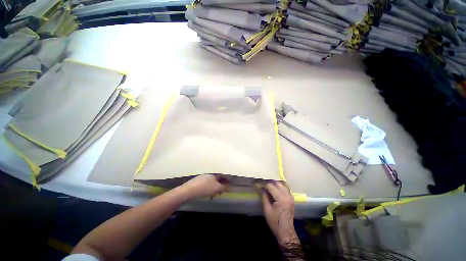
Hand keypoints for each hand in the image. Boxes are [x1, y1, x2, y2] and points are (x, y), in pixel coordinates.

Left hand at [181, 174, 229, 198]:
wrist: (189, 190)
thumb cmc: (205, 188)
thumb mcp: (217, 188)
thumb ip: (224, 187)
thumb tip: (229, 186)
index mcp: (214, 174)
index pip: (222, 176)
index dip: (226, 181)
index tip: (228, 186)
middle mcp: (208, 175)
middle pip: (216, 179)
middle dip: (219, 185)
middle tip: (220, 192)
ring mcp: (202, 178)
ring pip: (211, 183)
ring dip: (214, 188)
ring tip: (213, 195)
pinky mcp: (196, 182)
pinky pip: (205, 185)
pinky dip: (208, 189)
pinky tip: (206, 195)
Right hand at [261, 182, 299, 245]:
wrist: (286, 231)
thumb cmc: (275, 221)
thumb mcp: (267, 209)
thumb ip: (264, 196)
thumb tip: (261, 188)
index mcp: (281, 198)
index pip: (271, 186)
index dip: (264, 184)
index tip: (258, 184)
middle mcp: (287, 195)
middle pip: (277, 183)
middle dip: (269, 182)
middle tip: (263, 184)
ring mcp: (291, 196)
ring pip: (282, 184)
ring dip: (275, 183)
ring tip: (268, 186)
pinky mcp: (291, 198)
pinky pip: (285, 188)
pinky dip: (280, 186)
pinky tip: (275, 189)